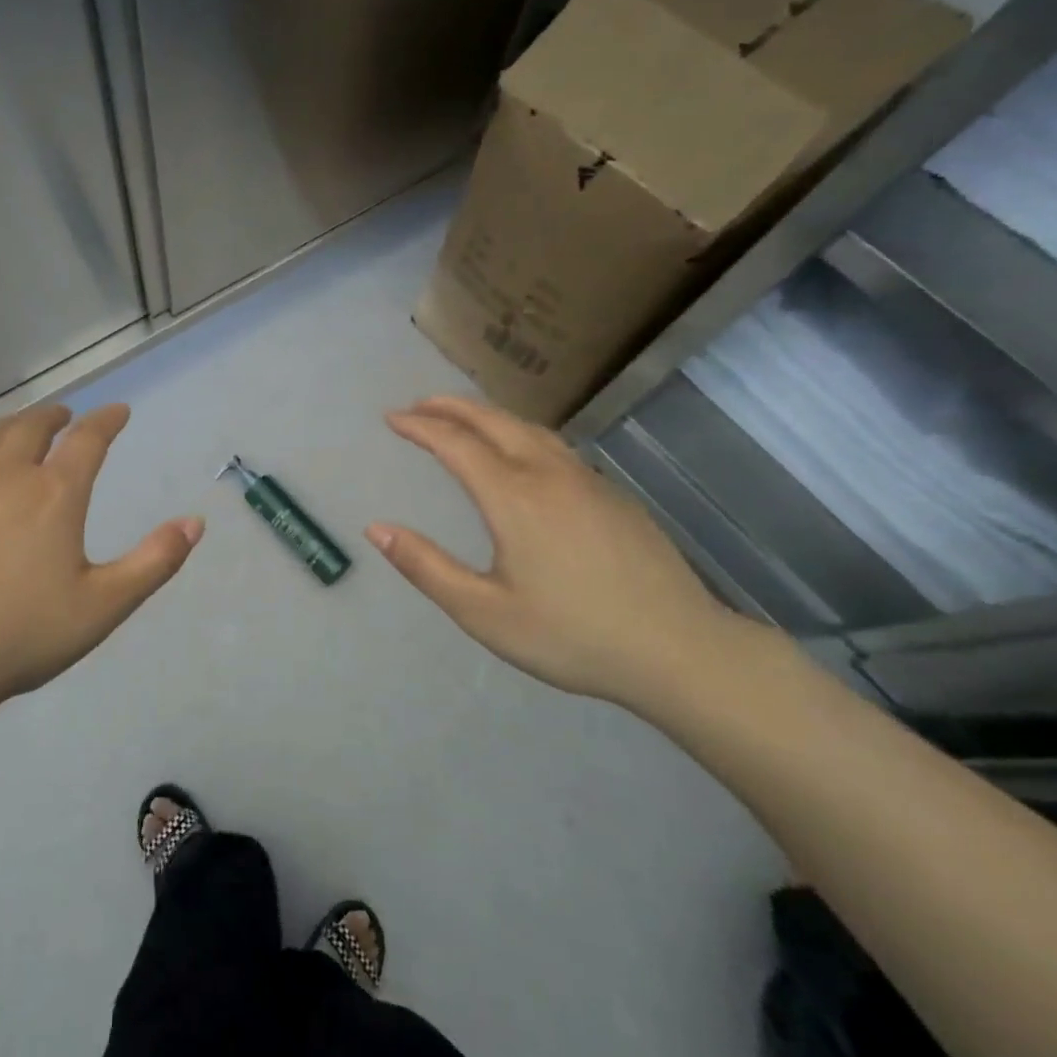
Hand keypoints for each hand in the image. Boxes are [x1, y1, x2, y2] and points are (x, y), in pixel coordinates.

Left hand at [0, 403, 202, 721]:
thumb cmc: (24, 634)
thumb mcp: (105, 605)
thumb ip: (154, 561)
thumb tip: (195, 522)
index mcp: (54, 495)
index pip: (87, 441)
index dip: (105, 421)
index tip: (118, 411)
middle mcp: (3, 479)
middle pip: (29, 429)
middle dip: (51, 416)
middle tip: (62, 414)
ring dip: (1, 429)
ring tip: (12, 427)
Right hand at [369, 396, 749, 706]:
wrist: (679, 650)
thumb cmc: (572, 636)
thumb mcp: (484, 612)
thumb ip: (426, 567)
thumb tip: (376, 529)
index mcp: (513, 497)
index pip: (455, 443)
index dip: (419, 426)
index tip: (391, 418)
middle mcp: (550, 474)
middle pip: (494, 421)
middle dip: (451, 407)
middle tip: (419, 406)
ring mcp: (588, 481)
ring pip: (530, 429)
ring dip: (489, 416)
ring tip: (464, 421)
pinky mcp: (614, 496)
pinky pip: (557, 447)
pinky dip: (521, 435)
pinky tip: (522, 457)